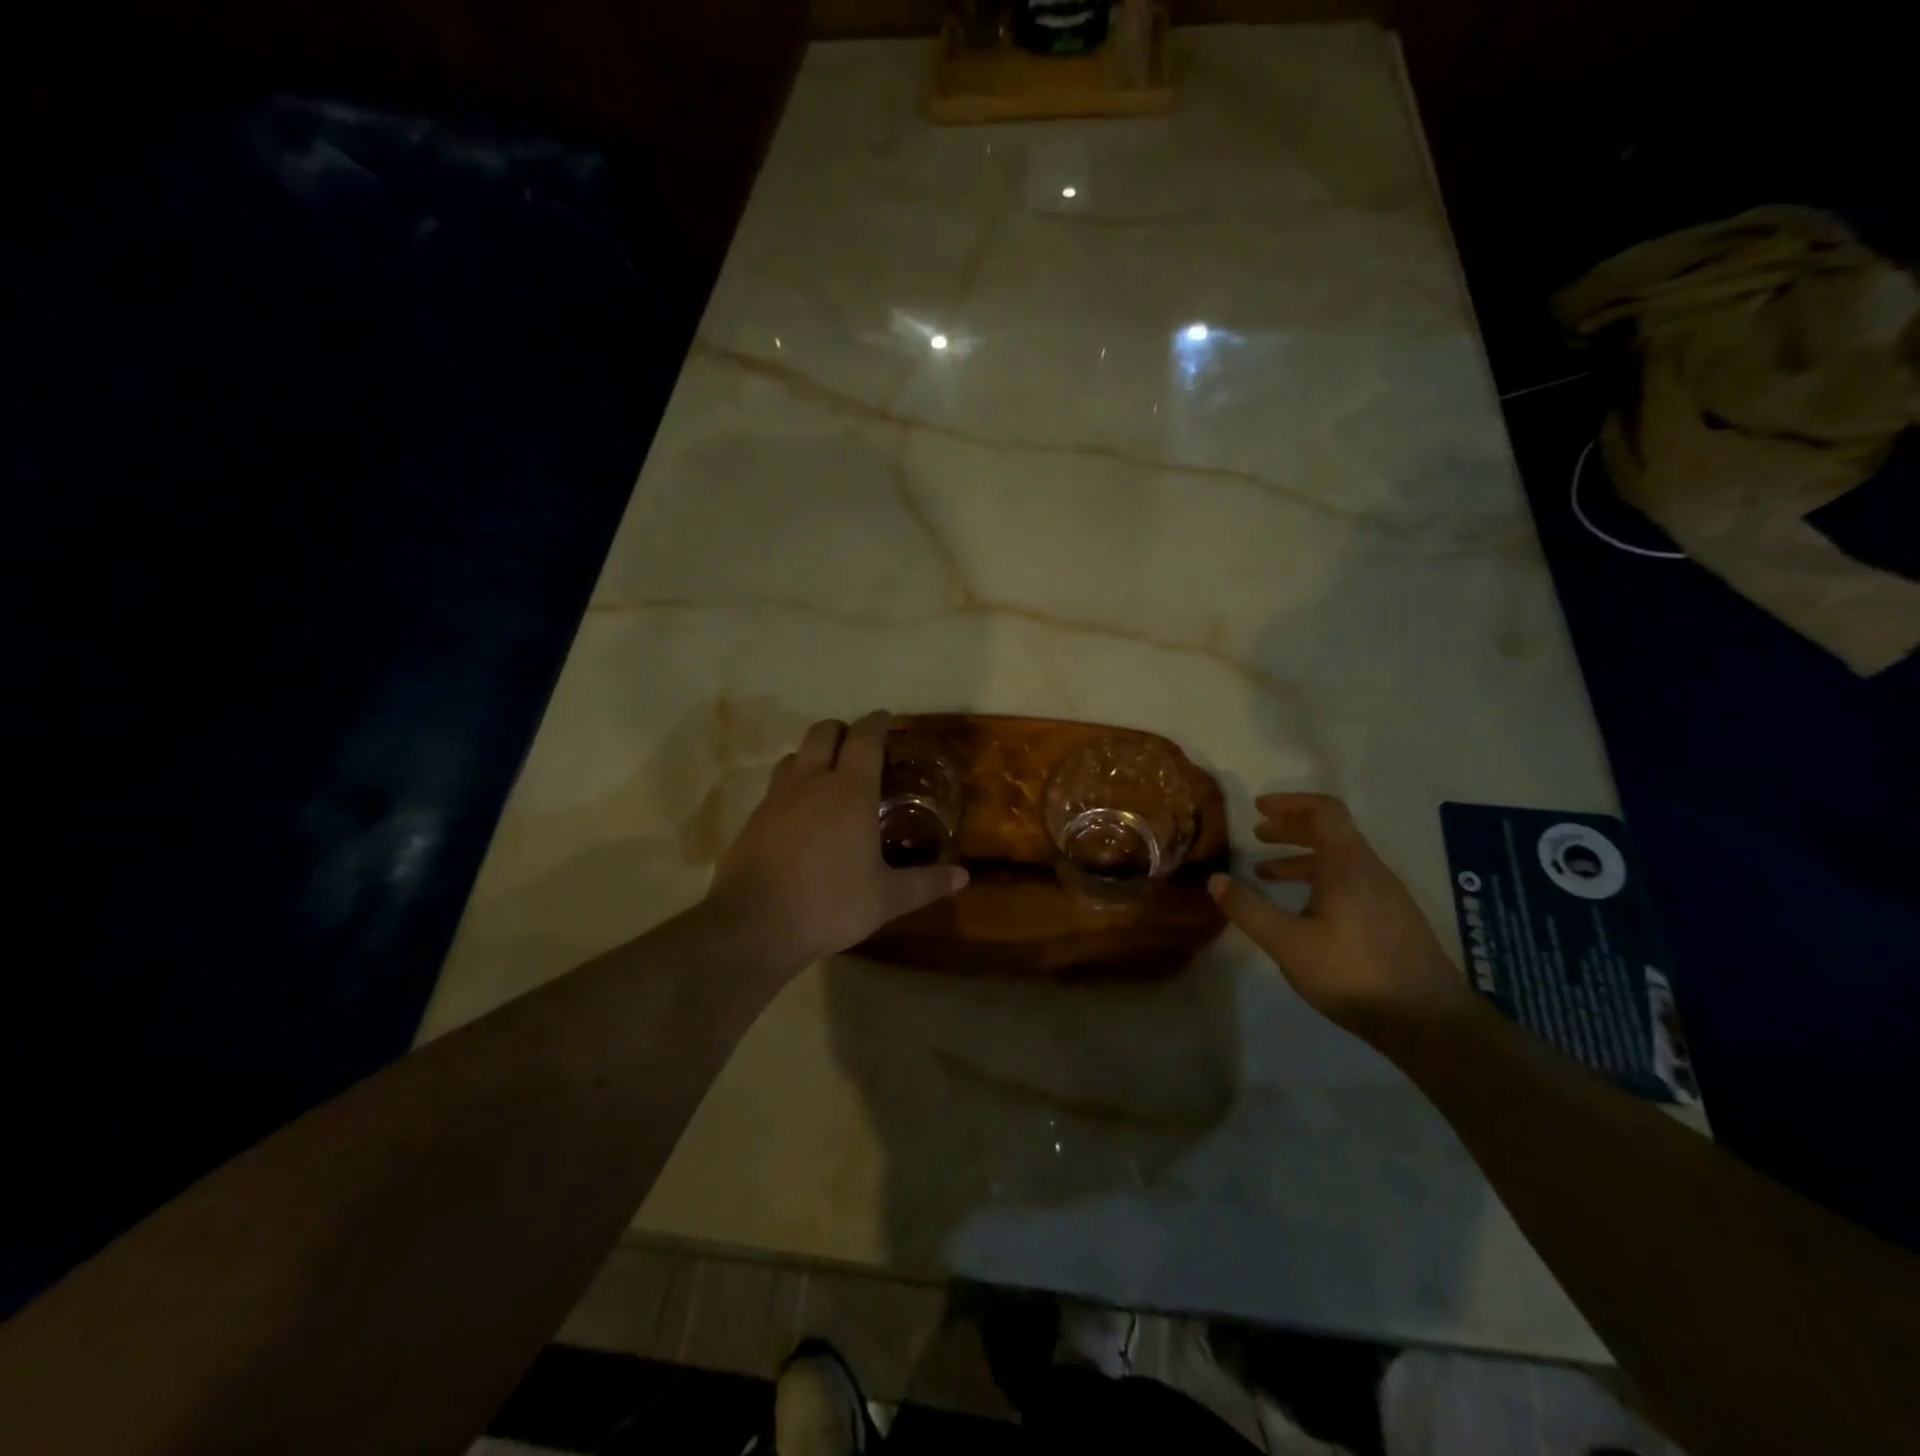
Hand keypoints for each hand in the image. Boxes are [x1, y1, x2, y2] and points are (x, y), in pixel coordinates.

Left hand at [705, 711, 967, 973]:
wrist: (753, 926)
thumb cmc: (829, 905)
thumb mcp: (886, 899)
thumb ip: (926, 883)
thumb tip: (963, 877)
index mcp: (850, 791)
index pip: (865, 737)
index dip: (878, 722)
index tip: (887, 719)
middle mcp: (811, 782)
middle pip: (824, 731)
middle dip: (843, 730)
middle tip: (860, 749)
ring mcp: (776, 798)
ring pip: (794, 755)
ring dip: (813, 756)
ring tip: (829, 779)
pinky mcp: (753, 818)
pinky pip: (776, 786)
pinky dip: (793, 786)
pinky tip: (801, 816)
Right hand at [1208, 793, 1472, 1041]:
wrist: (1429, 1021)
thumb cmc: (1353, 973)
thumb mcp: (1288, 943)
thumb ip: (1249, 909)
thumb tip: (1215, 879)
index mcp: (1348, 865)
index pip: (1323, 811)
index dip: (1289, 803)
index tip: (1258, 808)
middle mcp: (1371, 871)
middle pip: (1331, 832)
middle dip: (1291, 829)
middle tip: (1258, 835)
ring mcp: (1387, 896)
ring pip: (1341, 860)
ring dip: (1302, 859)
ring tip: (1267, 875)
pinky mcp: (1393, 920)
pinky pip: (1351, 882)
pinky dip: (1320, 881)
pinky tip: (1303, 911)